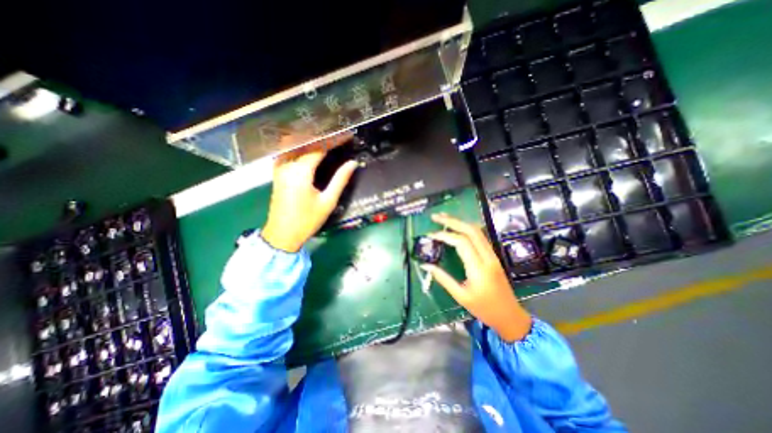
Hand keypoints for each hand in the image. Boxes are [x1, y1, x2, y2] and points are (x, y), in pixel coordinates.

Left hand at [260, 134, 354, 251]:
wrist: (282, 235)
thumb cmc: (307, 220)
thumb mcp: (328, 201)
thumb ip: (340, 180)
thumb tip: (353, 163)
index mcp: (301, 171)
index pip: (320, 148)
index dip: (334, 140)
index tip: (348, 136)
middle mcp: (287, 164)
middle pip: (305, 142)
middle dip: (323, 136)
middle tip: (339, 135)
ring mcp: (279, 167)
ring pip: (294, 144)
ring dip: (310, 139)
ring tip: (327, 138)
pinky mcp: (277, 173)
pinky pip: (288, 152)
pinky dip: (300, 146)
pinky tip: (309, 148)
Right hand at [419, 212, 533, 340]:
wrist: (510, 316)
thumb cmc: (484, 309)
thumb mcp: (460, 296)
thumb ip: (443, 278)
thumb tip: (425, 266)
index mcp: (479, 269)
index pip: (461, 243)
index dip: (445, 235)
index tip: (430, 235)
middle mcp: (487, 257)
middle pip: (471, 230)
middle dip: (452, 221)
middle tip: (436, 217)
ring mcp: (492, 255)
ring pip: (477, 231)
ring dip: (460, 222)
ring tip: (444, 218)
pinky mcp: (493, 256)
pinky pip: (481, 237)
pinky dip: (467, 228)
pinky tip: (458, 227)